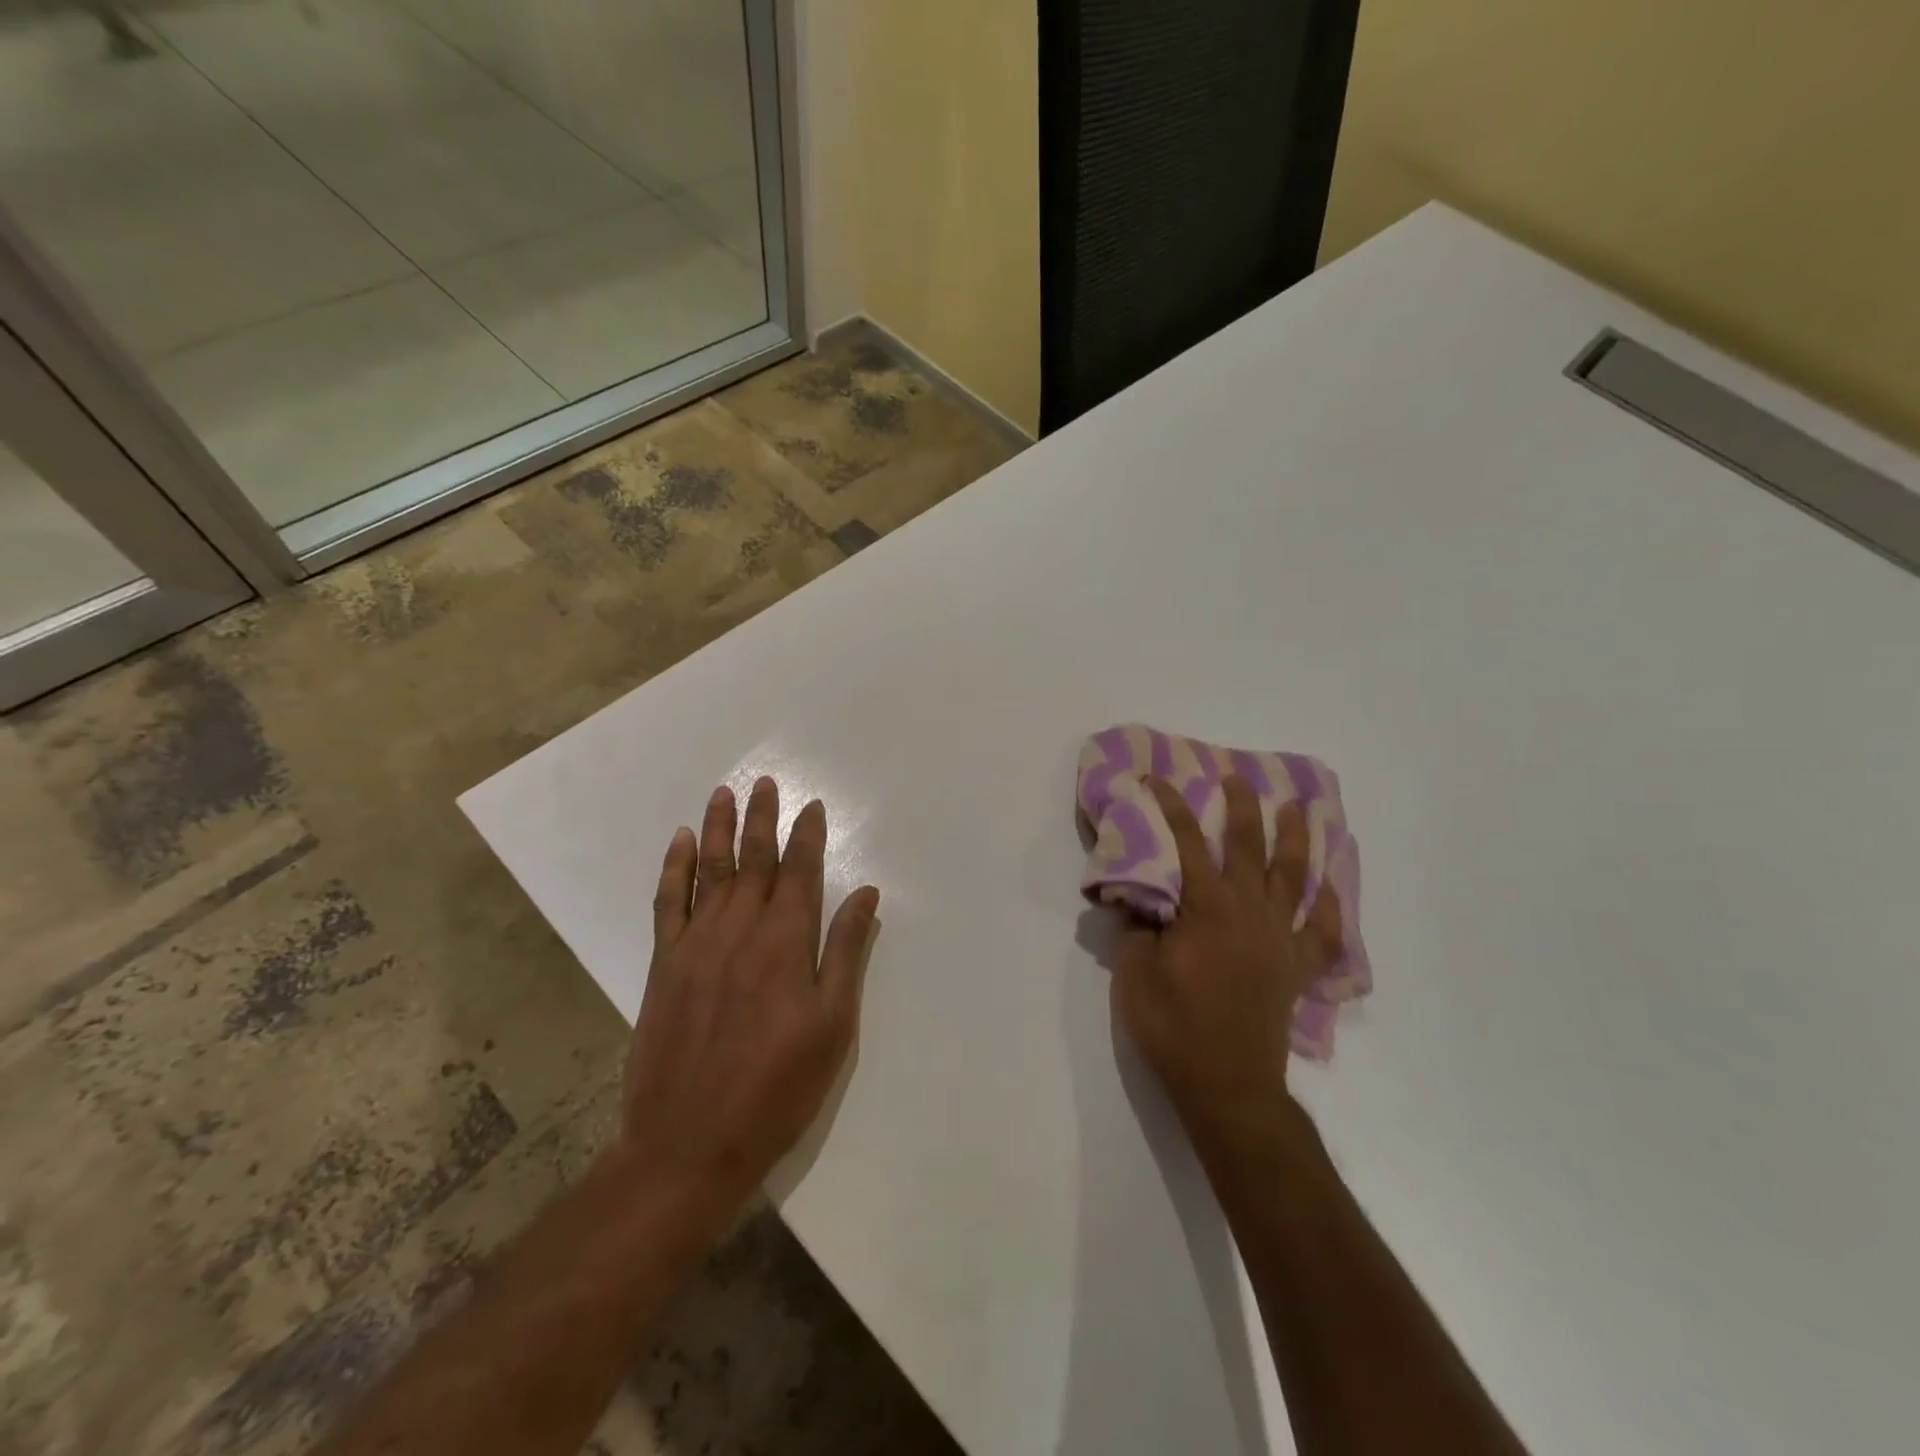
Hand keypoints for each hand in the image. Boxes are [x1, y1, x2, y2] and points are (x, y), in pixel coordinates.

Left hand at [619, 777, 880, 1205]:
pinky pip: (668, 902)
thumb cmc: (777, 1088)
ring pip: (710, 871)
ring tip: (724, 793)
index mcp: (785, 942)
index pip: (799, 871)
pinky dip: (675, 868)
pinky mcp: (664, 964)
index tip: (811, 806)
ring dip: (719, 828)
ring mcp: (695, 944)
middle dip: (762, 819)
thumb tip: (864, 894)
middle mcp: (739, 929)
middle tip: (766, 783)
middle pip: (753, 860)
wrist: (689, 1143)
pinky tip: (681, 843)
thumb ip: (846, 953)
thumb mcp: (832, 1026)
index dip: (806, 836)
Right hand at [1113, 775, 1341, 1151]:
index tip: (1157, 779)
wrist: (1227, 1083)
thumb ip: (1136, 925)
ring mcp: (1281, 938)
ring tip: (1301, 808)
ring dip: (1298, 838)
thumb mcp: (1135, 971)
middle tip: (1238, 777)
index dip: (1171, 806)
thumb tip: (1137, 897)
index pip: (1186, 842)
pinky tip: (1330, 887)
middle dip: (1242, 807)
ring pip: (1296, 876)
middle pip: (1250, 846)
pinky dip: (1332, 907)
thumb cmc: (1173, 1025)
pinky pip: (1324, 931)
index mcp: (1207, 907)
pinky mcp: (1297, 968)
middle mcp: (1250, 911)